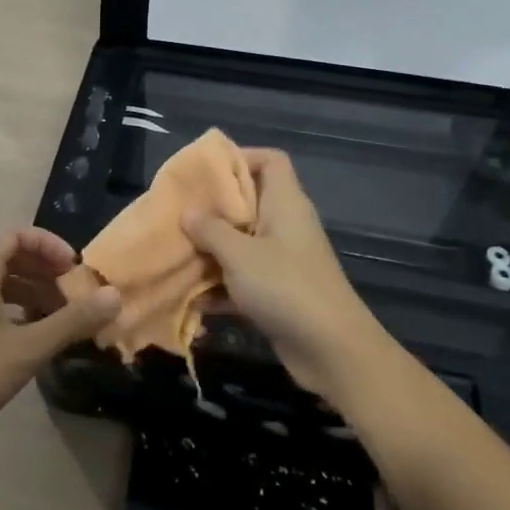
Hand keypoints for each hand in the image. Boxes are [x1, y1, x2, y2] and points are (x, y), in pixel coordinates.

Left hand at [0, 228, 121, 461]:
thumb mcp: (28, 346)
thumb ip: (72, 321)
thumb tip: (115, 296)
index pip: (18, 236)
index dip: (49, 245)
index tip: (74, 269)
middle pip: (15, 259)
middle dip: (48, 272)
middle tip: (77, 295)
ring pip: (8, 287)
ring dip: (39, 295)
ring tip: (67, 318)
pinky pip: (1, 310)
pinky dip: (25, 316)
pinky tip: (43, 338)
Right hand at [183, 149, 383, 399]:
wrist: (333, 351)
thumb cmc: (286, 287)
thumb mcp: (239, 254)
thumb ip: (210, 229)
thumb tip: (188, 212)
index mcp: (285, 203)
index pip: (271, 160)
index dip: (241, 157)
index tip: (206, 171)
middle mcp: (286, 225)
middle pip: (249, 201)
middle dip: (213, 208)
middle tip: (179, 212)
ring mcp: (284, 260)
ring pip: (242, 242)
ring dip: (212, 249)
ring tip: (176, 252)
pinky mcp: (279, 292)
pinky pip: (244, 277)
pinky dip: (221, 285)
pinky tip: (191, 298)